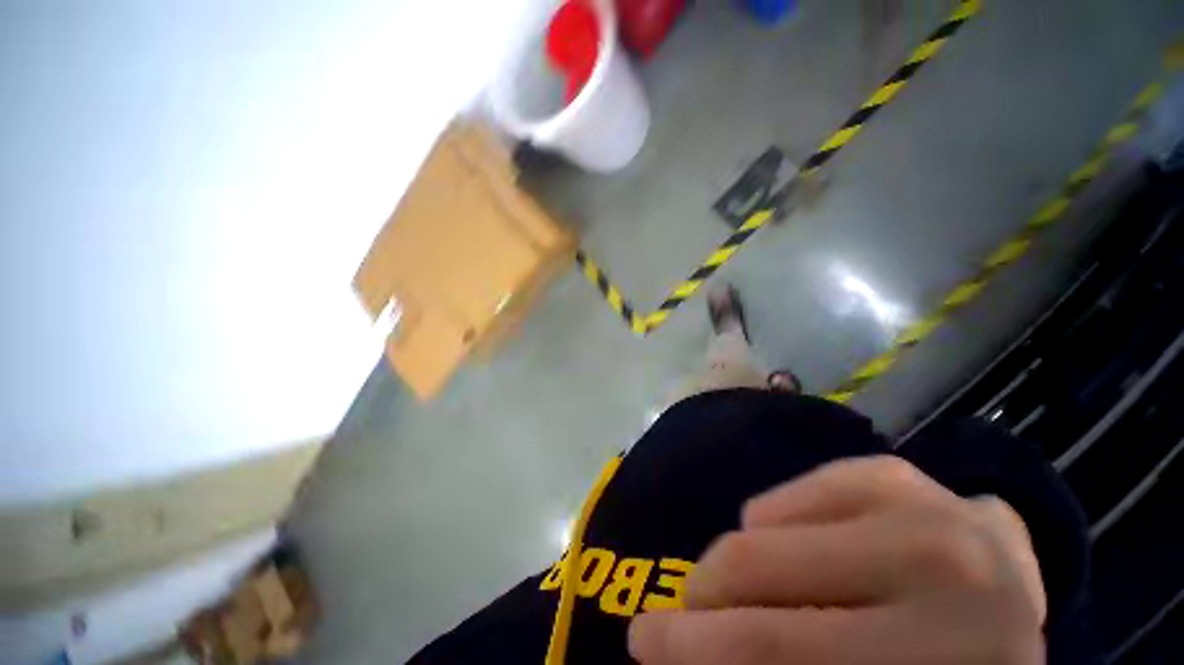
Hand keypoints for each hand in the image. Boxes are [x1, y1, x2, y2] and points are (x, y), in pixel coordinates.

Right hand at [629, 456, 1046, 663]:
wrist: (1006, 595)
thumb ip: (787, 662)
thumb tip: (704, 651)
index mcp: (941, 658)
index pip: (776, 648)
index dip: (693, 649)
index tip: (642, 646)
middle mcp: (938, 569)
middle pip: (758, 572)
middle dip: (695, 598)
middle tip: (668, 615)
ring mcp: (914, 503)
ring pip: (759, 528)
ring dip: (729, 568)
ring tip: (737, 591)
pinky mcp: (885, 469)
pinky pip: (782, 498)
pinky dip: (764, 528)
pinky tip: (791, 553)